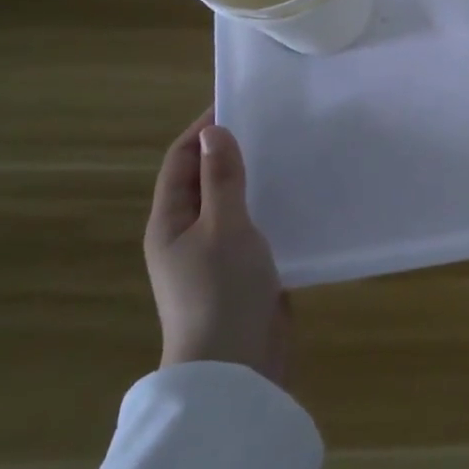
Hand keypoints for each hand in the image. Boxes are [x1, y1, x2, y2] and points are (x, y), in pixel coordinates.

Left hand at [145, 111, 292, 389]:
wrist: (234, 365)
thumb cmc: (222, 290)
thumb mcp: (223, 227)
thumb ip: (222, 179)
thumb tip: (215, 131)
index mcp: (169, 222)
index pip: (180, 161)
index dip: (203, 131)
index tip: (238, 103)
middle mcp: (186, 235)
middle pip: (204, 180)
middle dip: (231, 151)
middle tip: (272, 125)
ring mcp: (214, 256)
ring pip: (232, 203)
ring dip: (254, 178)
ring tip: (290, 154)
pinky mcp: (241, 271)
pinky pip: (253, 227)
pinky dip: (270, 207)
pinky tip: (299, 199)